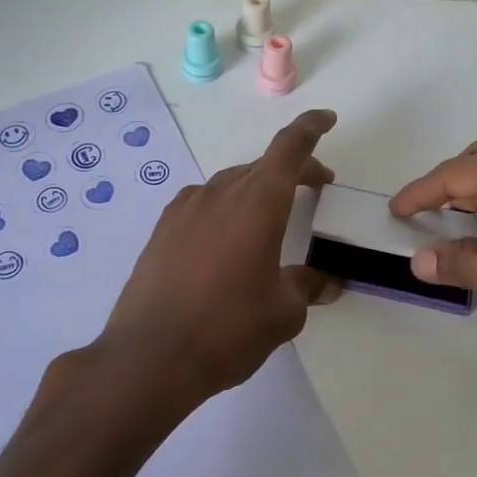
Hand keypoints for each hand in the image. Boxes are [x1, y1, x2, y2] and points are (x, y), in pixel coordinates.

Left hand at [96, 110, 340, 416]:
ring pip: (230, 184)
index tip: (327, 119)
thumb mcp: (283, 313)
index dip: (310, 128)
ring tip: (271, 219)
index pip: (289, 148)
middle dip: (293, 170)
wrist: (149, 357)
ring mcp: (184, 210)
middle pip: (262, 166)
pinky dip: (224, 209)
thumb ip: (307, 287)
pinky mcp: (161, 231)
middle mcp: (220, 194)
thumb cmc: (228, 329)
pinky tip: (225, 239)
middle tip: (315, 189)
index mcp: (257, 203)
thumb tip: (323, 281)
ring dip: (257, 191)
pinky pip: (202, 204)